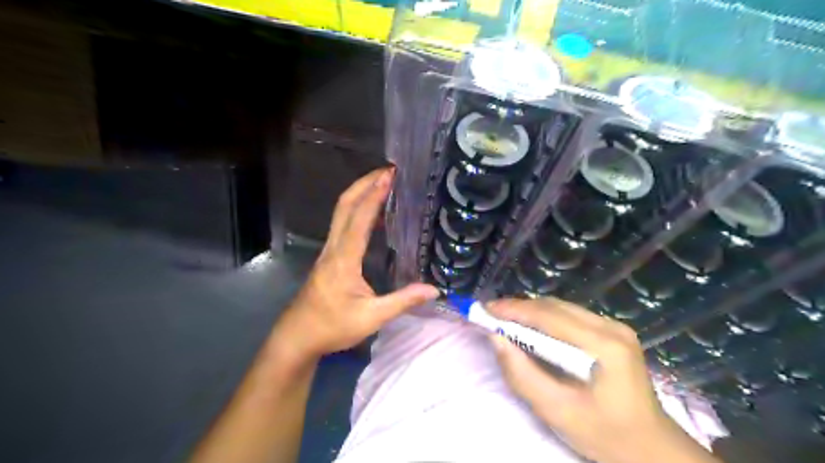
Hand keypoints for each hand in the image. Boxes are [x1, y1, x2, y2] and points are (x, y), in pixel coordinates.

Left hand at [271, 169, 438, 363]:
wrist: (298, 336)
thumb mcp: (371, 318)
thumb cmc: (332, 326)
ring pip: (340, 213)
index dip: (374, 195)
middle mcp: (334, 248)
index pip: (359, 219)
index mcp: (344, 258)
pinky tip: (371, 213)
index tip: (389, 175)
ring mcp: (328, 251)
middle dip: (364, 183)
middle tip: (386, 171)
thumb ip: (402, 302)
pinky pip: (342, 224)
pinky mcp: (329, 257)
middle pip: (344, 206)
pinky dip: (356, 209)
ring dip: (359, 193)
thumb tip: (434, 290)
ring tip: (381, 183)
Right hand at [486, 298, 718, 459]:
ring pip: (562, 308)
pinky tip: (532, 328)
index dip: (513, 309)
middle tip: (490, 315)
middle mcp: (612, 327)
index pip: (549, 316)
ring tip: (505, 320)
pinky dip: (546, 319)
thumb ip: (522, 374)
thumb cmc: (604, 434)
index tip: (484, 310)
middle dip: (519, 308)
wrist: (651, 447)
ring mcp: (616, 327)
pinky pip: (571, 316)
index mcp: (605, 346)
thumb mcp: (556, 411)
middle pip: (555, 307)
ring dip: (531, 312)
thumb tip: (496, 338)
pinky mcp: (614, 332)